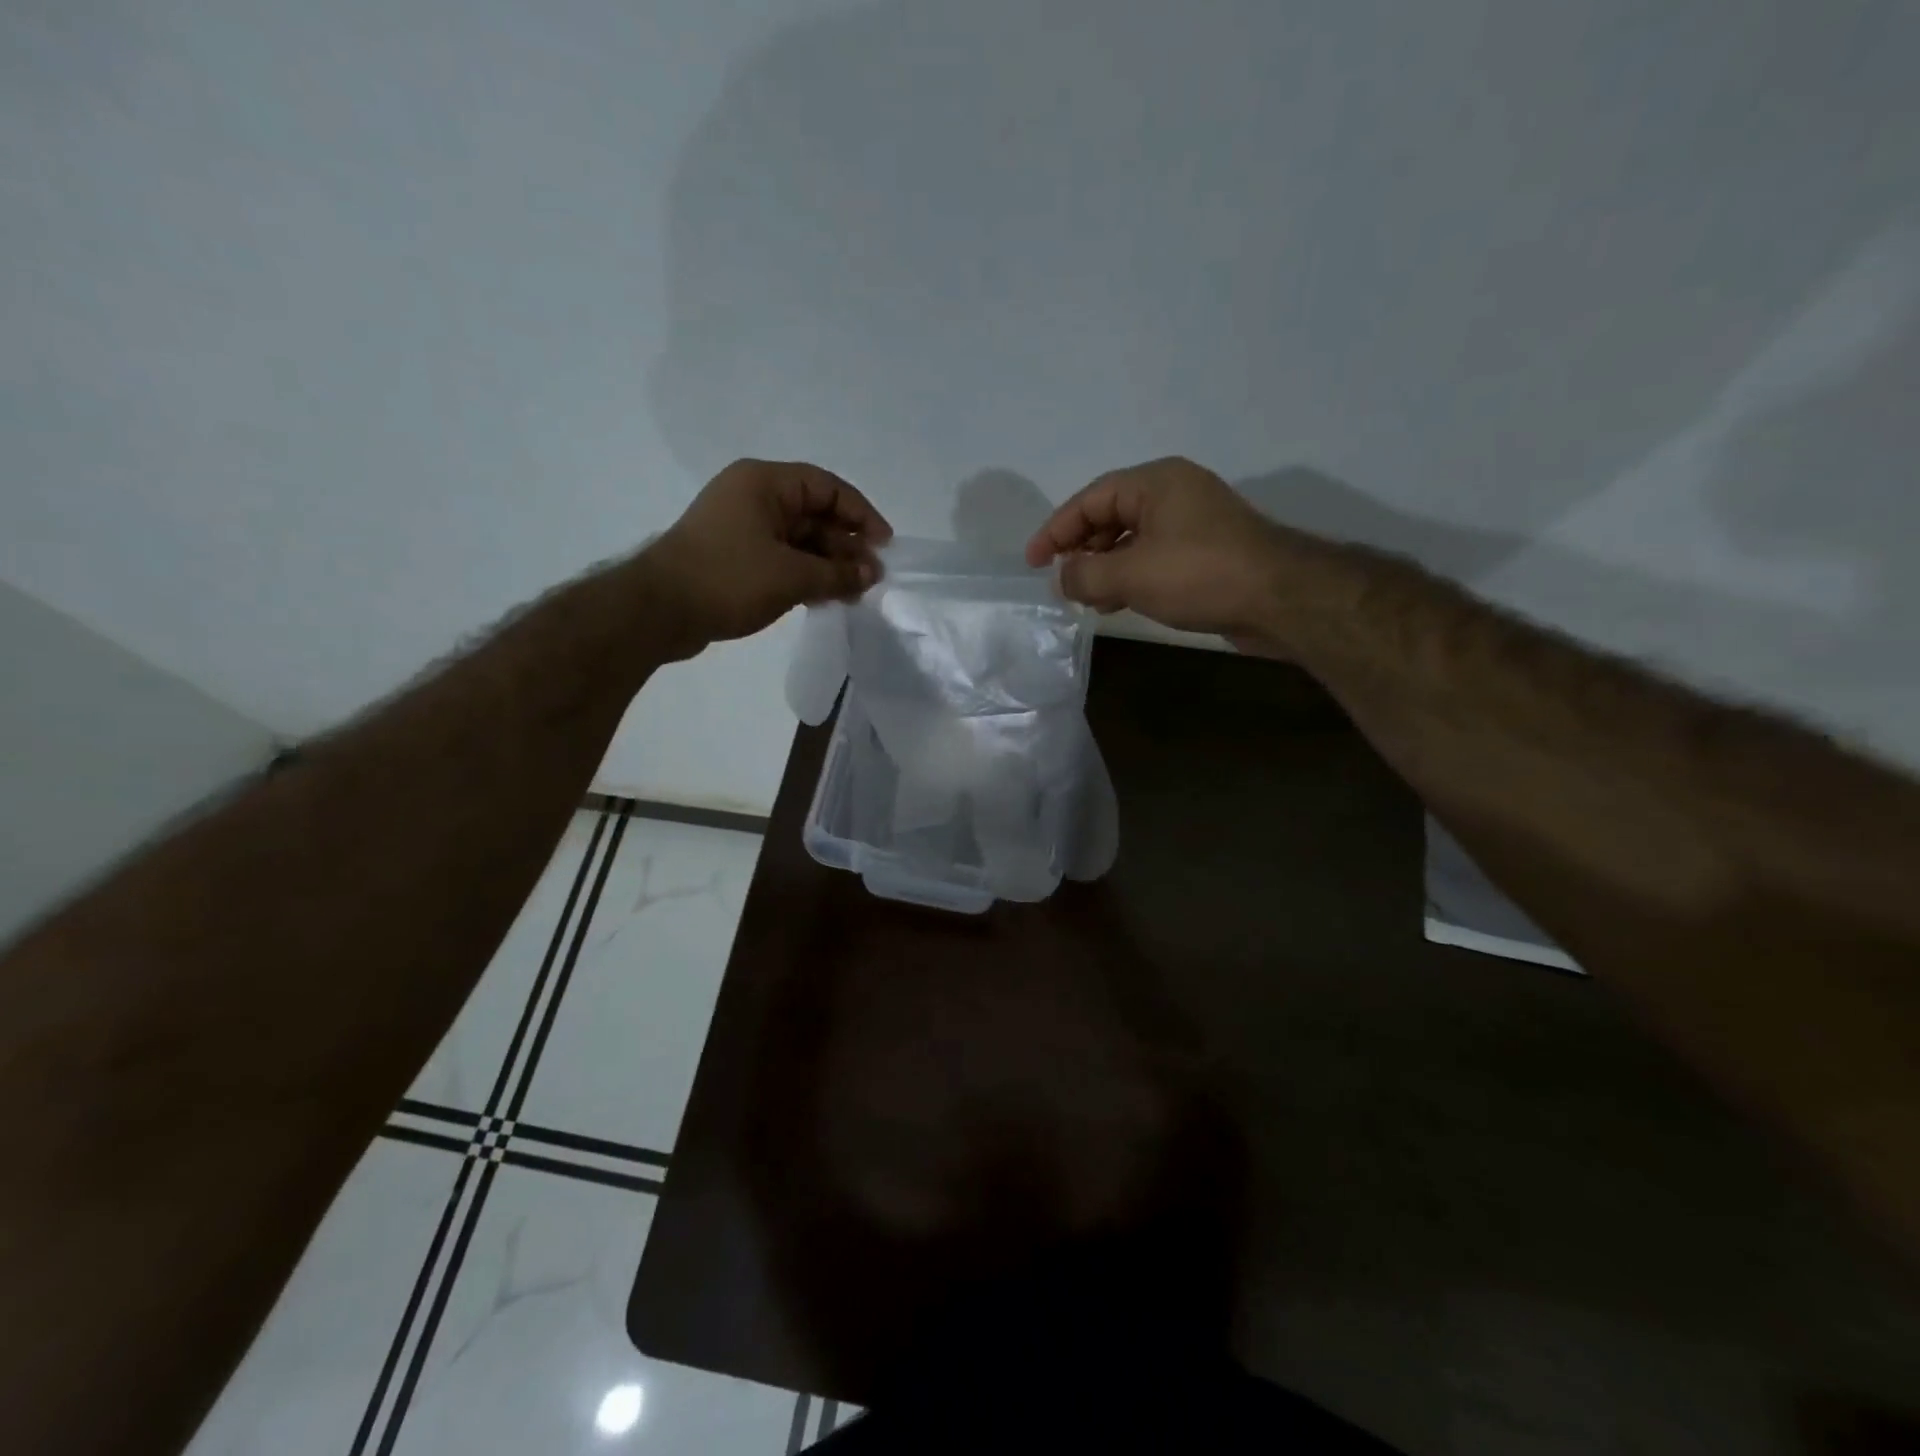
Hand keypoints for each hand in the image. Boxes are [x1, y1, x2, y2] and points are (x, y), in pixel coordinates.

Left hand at [645, 459, 891, 655]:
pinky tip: (825, 598)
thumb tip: (873, 574)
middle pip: (814, 513)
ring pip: (798, 540)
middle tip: (871, 577)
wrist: (658, 610)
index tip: (884, 545)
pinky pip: (781, 558)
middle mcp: (753, 497)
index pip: (827, 487)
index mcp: (764, 483)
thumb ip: (838, 573)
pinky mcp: (734, 557)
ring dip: (827, 564)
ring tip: (853, 593)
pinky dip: (805, 574)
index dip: (861, 514)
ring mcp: (741, 528)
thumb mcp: (792, 576)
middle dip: (845, 545)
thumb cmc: (728, 579)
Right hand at [1024, 458, 1292, 640]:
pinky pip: (1153, 557)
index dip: (1055, 530)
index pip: (1090, 499)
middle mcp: (1173, 494)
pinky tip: (1117, 602)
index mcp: (1155, 482)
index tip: (1033, 561)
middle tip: (1060, 579)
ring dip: (1104, 567)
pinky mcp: (1205, 552)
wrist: (1281, 599)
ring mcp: (1192, 523)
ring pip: (1132, 539)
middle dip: (1080, 549)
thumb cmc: (1200, 574)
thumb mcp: (1132, 575)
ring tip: (1085, 597)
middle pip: (1110, 515)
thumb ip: (1086, 575)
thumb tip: (1062, 578)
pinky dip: (1130, 576)